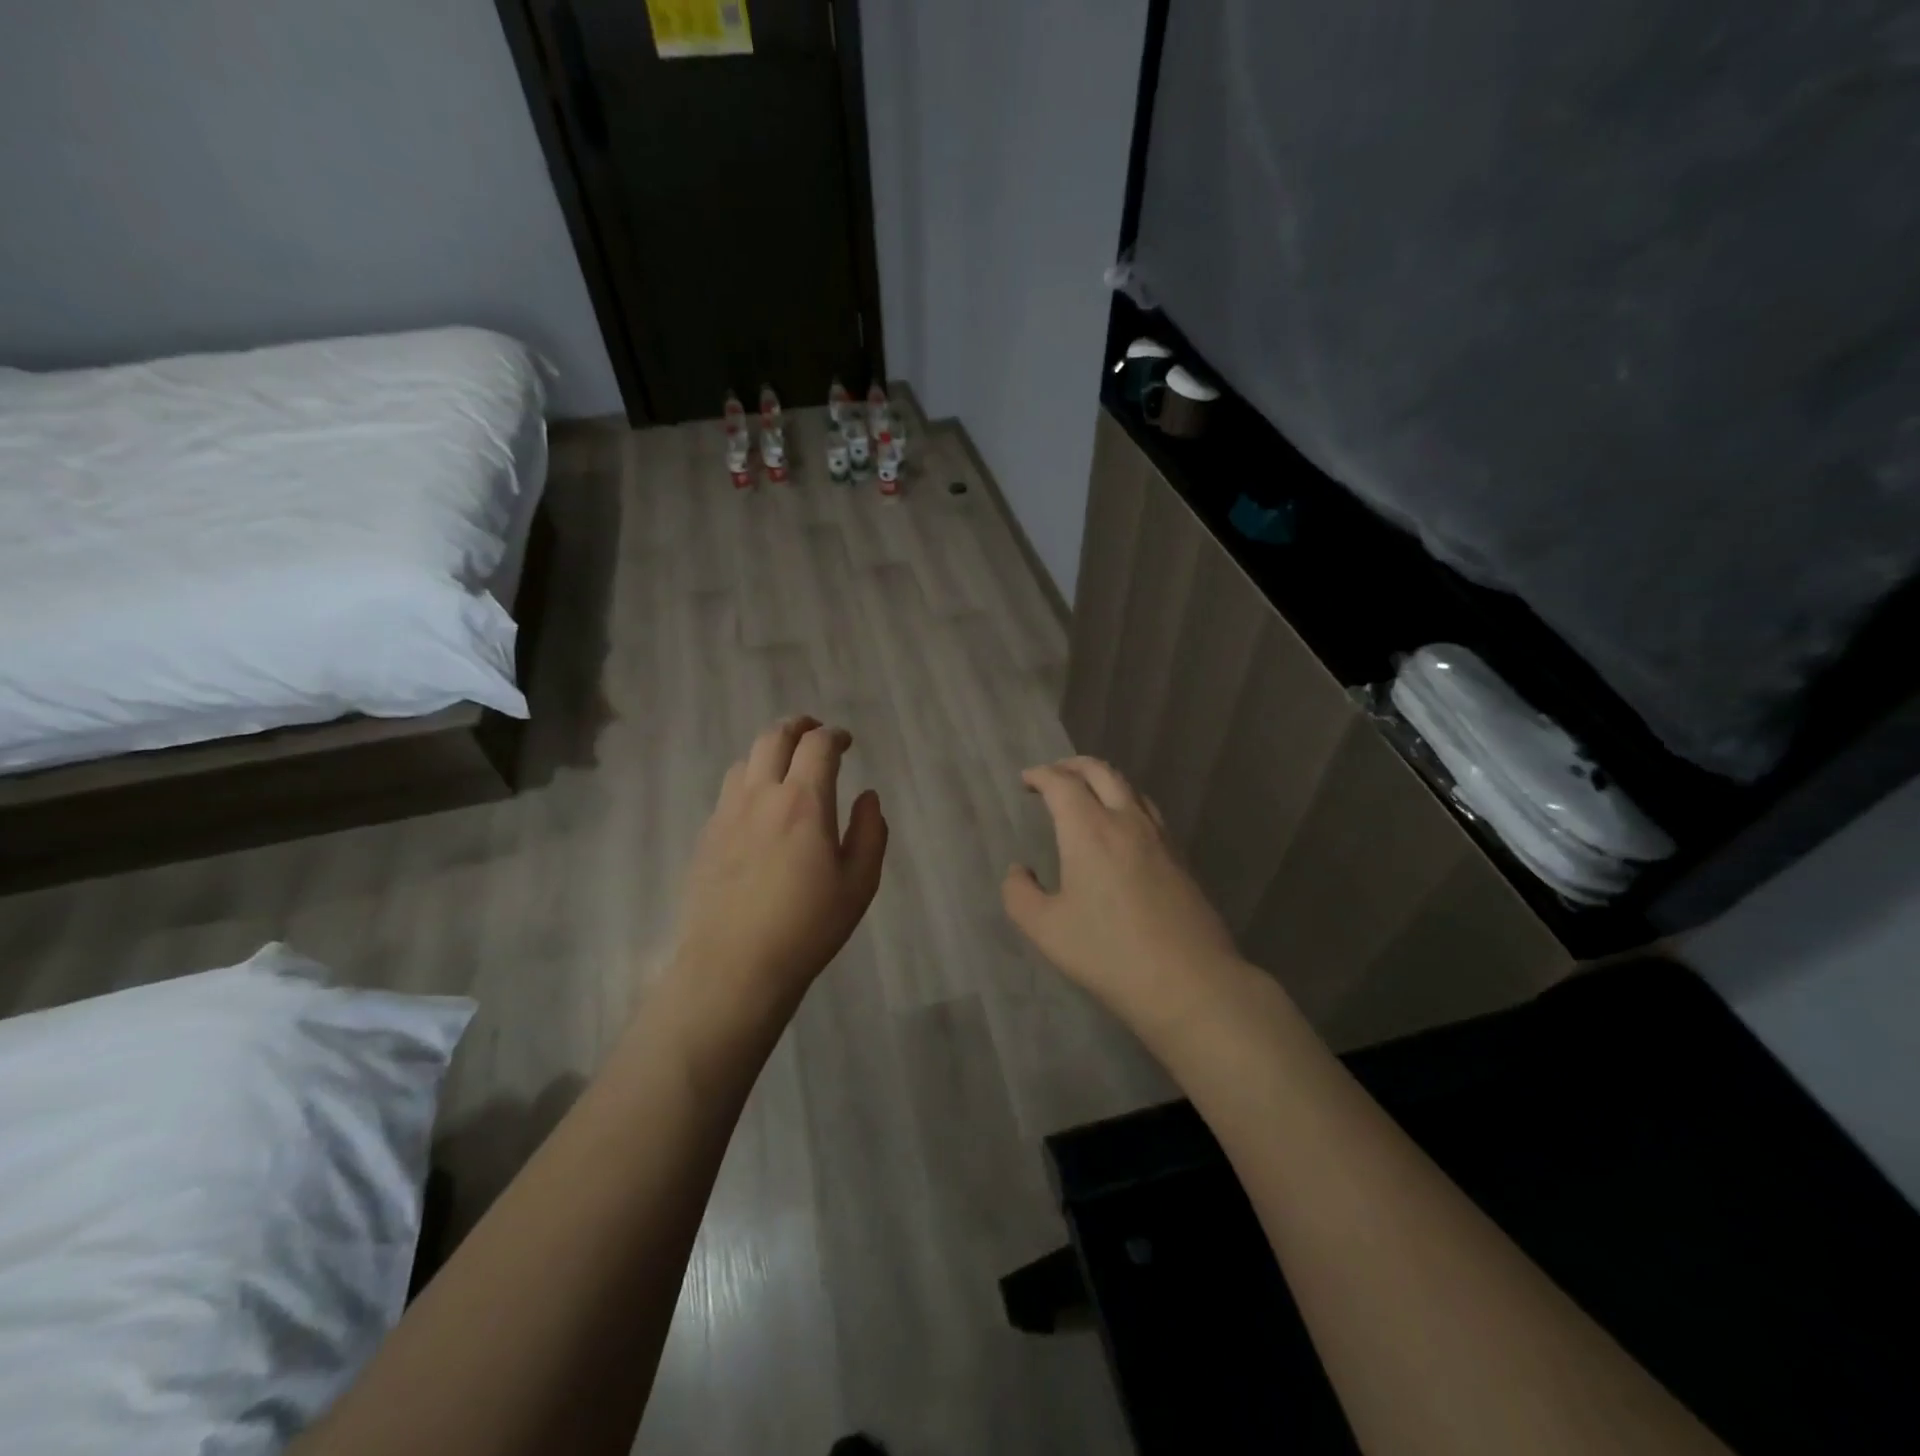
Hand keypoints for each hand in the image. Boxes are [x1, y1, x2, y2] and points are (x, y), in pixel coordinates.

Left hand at [672, 716, 887, 1010]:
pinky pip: (728, 791)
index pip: (818, 745)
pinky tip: (758, 808)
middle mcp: (761, 796)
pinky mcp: (706, 836)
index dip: (834, 735)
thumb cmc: (807, 927)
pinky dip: (749, 782)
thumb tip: (867, 797)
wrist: (735, 966)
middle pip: (774, 737)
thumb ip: (870, 833)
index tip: (845, 741)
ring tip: (785, 767)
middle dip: (798, 726)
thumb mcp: (859, 884)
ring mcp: (727, 814)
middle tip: (814, 732)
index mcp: (804, 803)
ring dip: (770, 752)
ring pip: (746, 761)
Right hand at [1003, 756, 1246, 1034]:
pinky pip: (1149, 812)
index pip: (1062, 783)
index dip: (1041, 775)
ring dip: (1103, 781)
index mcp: (1090, 830)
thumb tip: (1019, 871)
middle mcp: (1126, 821)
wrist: (1188, 981)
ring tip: (1087, 795)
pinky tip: (1123, 829)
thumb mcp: (1046, 930)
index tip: (1027, 780)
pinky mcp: (1180, 857)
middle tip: (1054, 774)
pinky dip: (1127, 803)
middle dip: (1072, 765)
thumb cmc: (1109, 953)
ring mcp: (1160, 837)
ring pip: (1130, 788)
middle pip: (1101, 772)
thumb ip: (1020, 894)